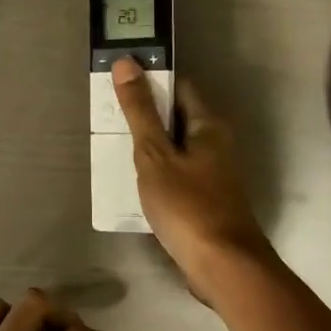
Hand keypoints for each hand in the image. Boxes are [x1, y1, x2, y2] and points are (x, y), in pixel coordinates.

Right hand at [111, 57, 274, 293]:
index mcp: (209, 125)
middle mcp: (217, 143)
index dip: (151, 80)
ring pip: (177, 148)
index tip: (118, 82)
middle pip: (177, 117)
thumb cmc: (188, 206)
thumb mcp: (155, 156)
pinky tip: (136, 183)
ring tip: (114, 147)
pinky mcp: (208, 199)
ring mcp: (214, 173)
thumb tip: (127, 63)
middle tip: (108, 117)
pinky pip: (178, 174)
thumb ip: (140, 112)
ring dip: (150, 147)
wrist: (223, 266)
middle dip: (146, 115)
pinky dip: (158, 172)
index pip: (179, 87)